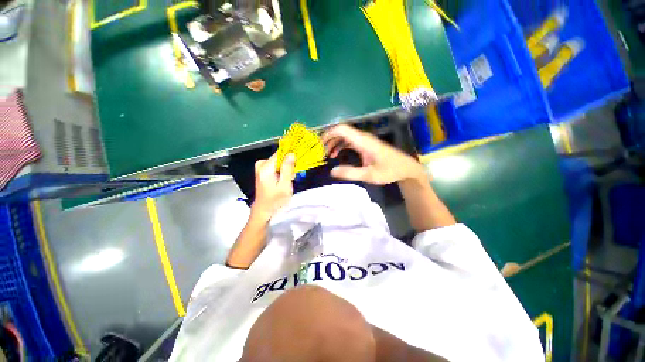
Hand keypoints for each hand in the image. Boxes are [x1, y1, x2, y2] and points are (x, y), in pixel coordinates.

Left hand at [251, 152, 295, 220]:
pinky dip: (281, 171)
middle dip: (288, 165)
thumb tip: (291, 153)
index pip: (280, 153)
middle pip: (280, 157)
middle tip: (292, 177)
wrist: (264, 209)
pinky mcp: (262, 170)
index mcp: (265, 167)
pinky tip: (283, 180)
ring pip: (279, 162)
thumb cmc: (275, 200)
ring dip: (286, 169)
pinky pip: (275, 165)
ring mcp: (260, 167)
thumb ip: (288, 169)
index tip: (297, 165)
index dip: (290, 157)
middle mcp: (261, 164)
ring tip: (287, 180)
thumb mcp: (285, 185)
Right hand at [321, 125, 426, 184]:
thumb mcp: (369, 175)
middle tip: (320, 151)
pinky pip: (349, 142)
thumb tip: (331, 172)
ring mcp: (364, 141)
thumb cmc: (389, 171)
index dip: (329, 134)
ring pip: (345, 136)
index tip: (319, 144)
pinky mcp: (365, 145)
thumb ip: (350, 173)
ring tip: (327, 154)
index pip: (342, 130)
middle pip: (341, 131)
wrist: (406, 168)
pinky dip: (341, 146)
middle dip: (329, 139)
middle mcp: (363, 138)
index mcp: (363, 141)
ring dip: (334, 143)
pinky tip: (336, 155)